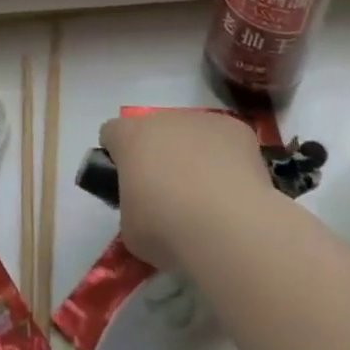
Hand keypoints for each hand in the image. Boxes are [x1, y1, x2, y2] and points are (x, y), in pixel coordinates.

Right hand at [98, 110, 268, 270]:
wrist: (229, 227)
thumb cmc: (168, 229)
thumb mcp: (131, 228)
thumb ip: (131, 206)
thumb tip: (146, 209)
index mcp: (130, 138)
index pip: (112, 133)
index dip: (117, 155)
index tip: (126, 180)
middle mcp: (164, 119)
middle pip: (155, 130)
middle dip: (159, 154)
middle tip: (170, 194)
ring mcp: (203, 120)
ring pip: (192, 133)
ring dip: (194, 155)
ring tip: (209, 197)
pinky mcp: (237, 129)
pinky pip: (226, 141)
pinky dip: (228, 160)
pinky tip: (235, 191)